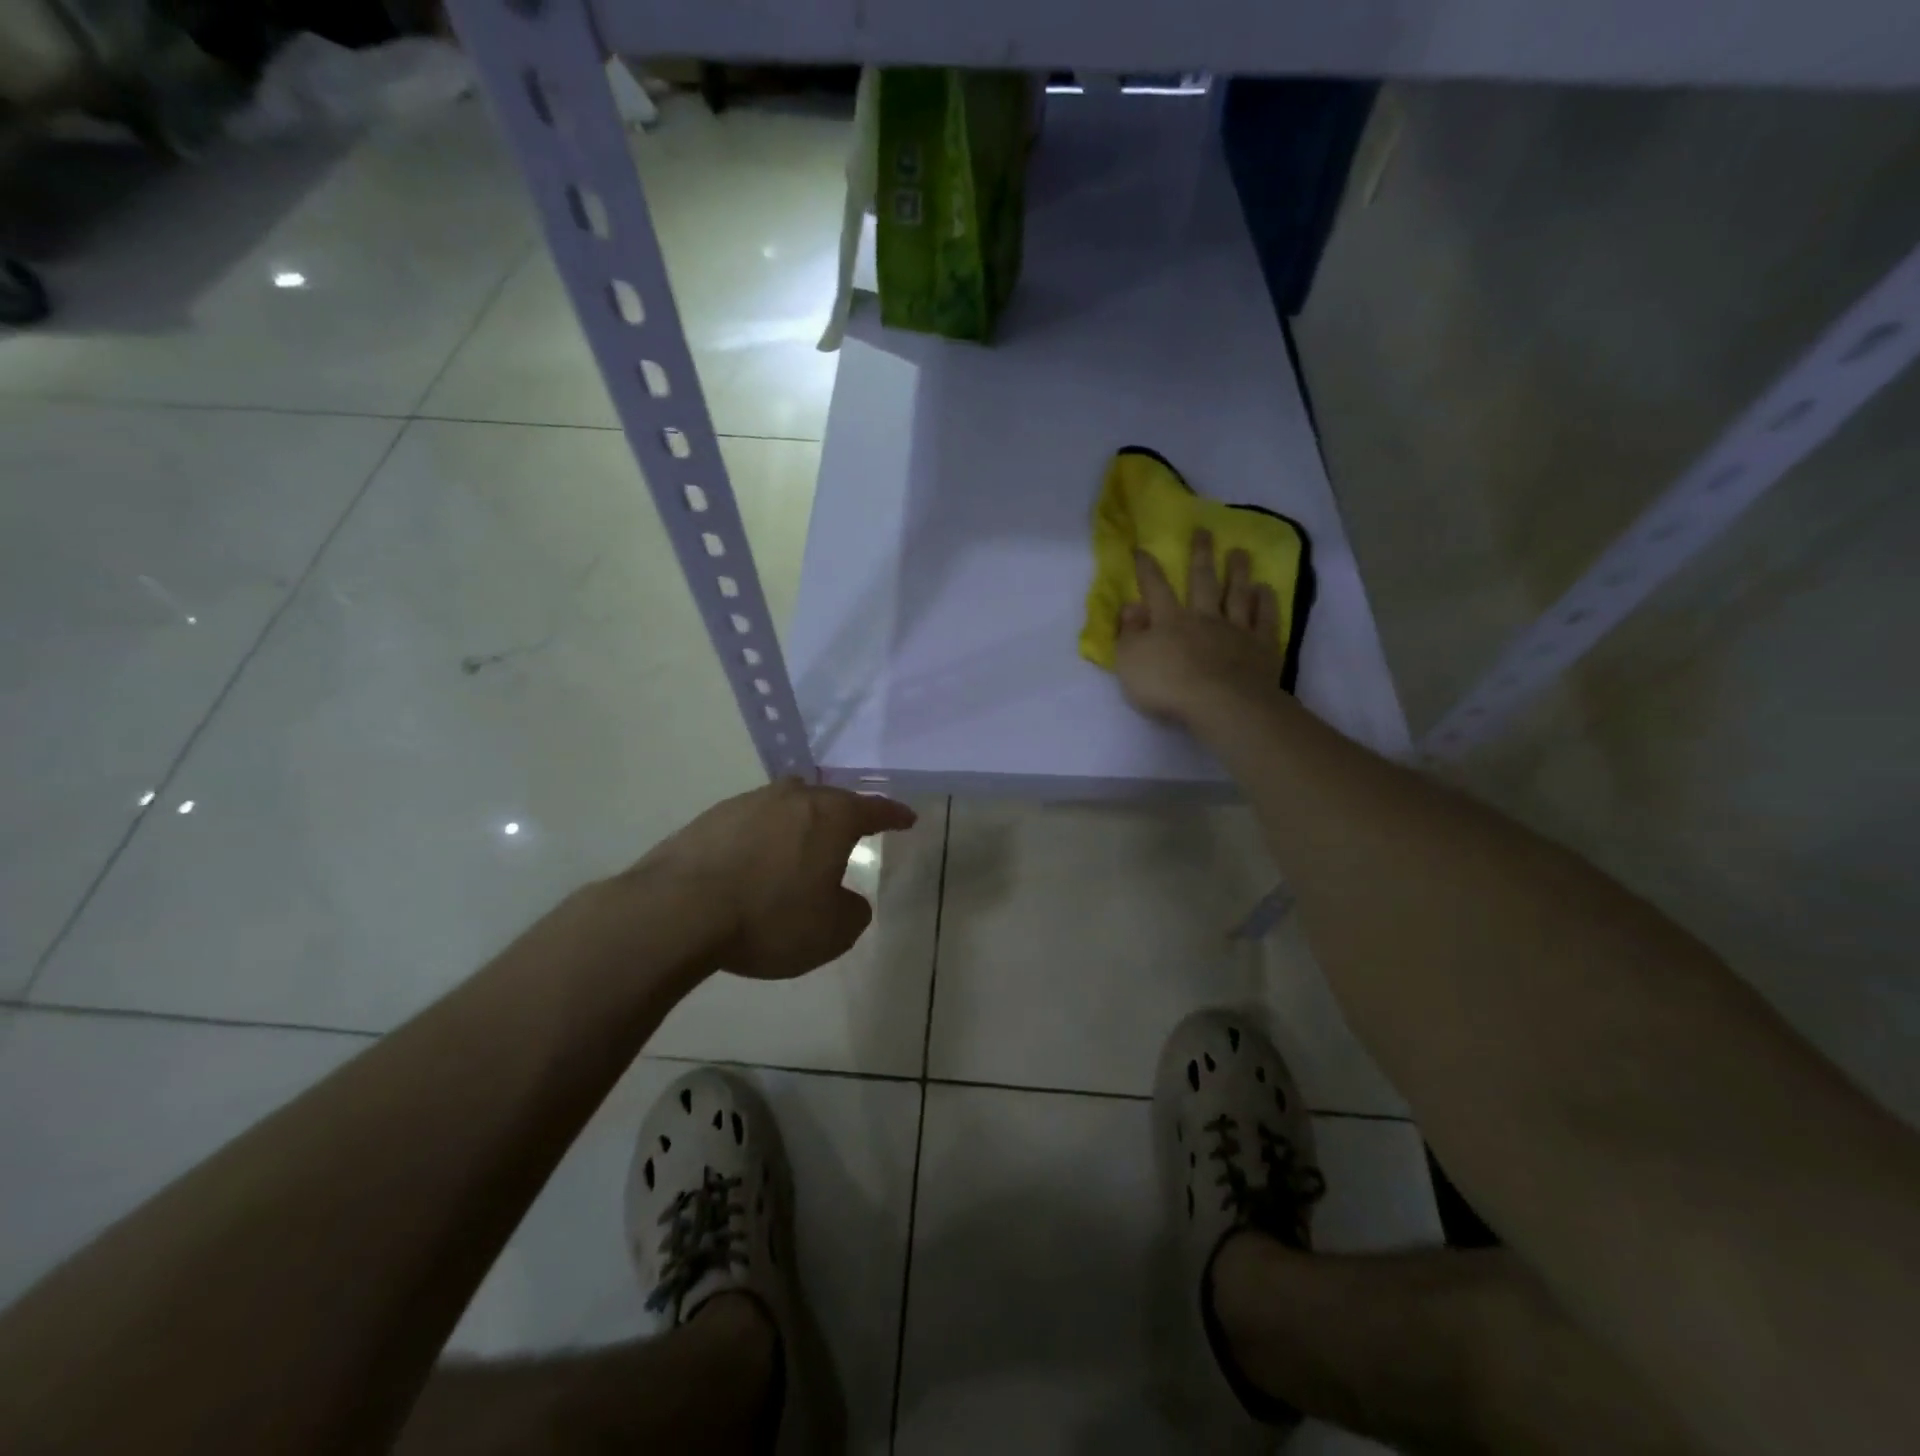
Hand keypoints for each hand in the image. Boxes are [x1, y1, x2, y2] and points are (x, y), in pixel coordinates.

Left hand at [637, 779, 916, 979]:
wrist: (677, 910)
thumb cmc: (769, 918)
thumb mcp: (831, 932)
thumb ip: (852, 913)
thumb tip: (848, 900)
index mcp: (830, 816)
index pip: (874, 809)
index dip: (894, 815)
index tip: (907, 818)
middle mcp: (792, 798)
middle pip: (828, 800)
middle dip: (843, 815)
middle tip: (851, 834)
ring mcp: (748, 803)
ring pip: (786, 806)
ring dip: (798, 825)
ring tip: (799, 851)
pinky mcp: (710, 818)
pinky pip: (751, 822)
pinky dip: (762, 838)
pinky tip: (753, 863)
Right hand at [1113, 529, 1284, 727]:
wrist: (1220, 704)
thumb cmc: (1167, 685)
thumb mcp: (1130, 662)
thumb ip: (1129, 633)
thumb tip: (1130, 605)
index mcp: (1169, 621)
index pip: (1155, 588)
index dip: (1147, 568)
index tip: (1143, 548)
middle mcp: (1203, 618)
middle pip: (1202, 581)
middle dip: (1201, 555)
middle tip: (1204, 531)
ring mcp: (1236, 630)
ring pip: (1236, 594)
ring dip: (1238, 572)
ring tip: (1239, 552)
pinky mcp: (1261, 647)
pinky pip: (1264, 619)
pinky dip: (1265, 603)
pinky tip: (1265, 590)